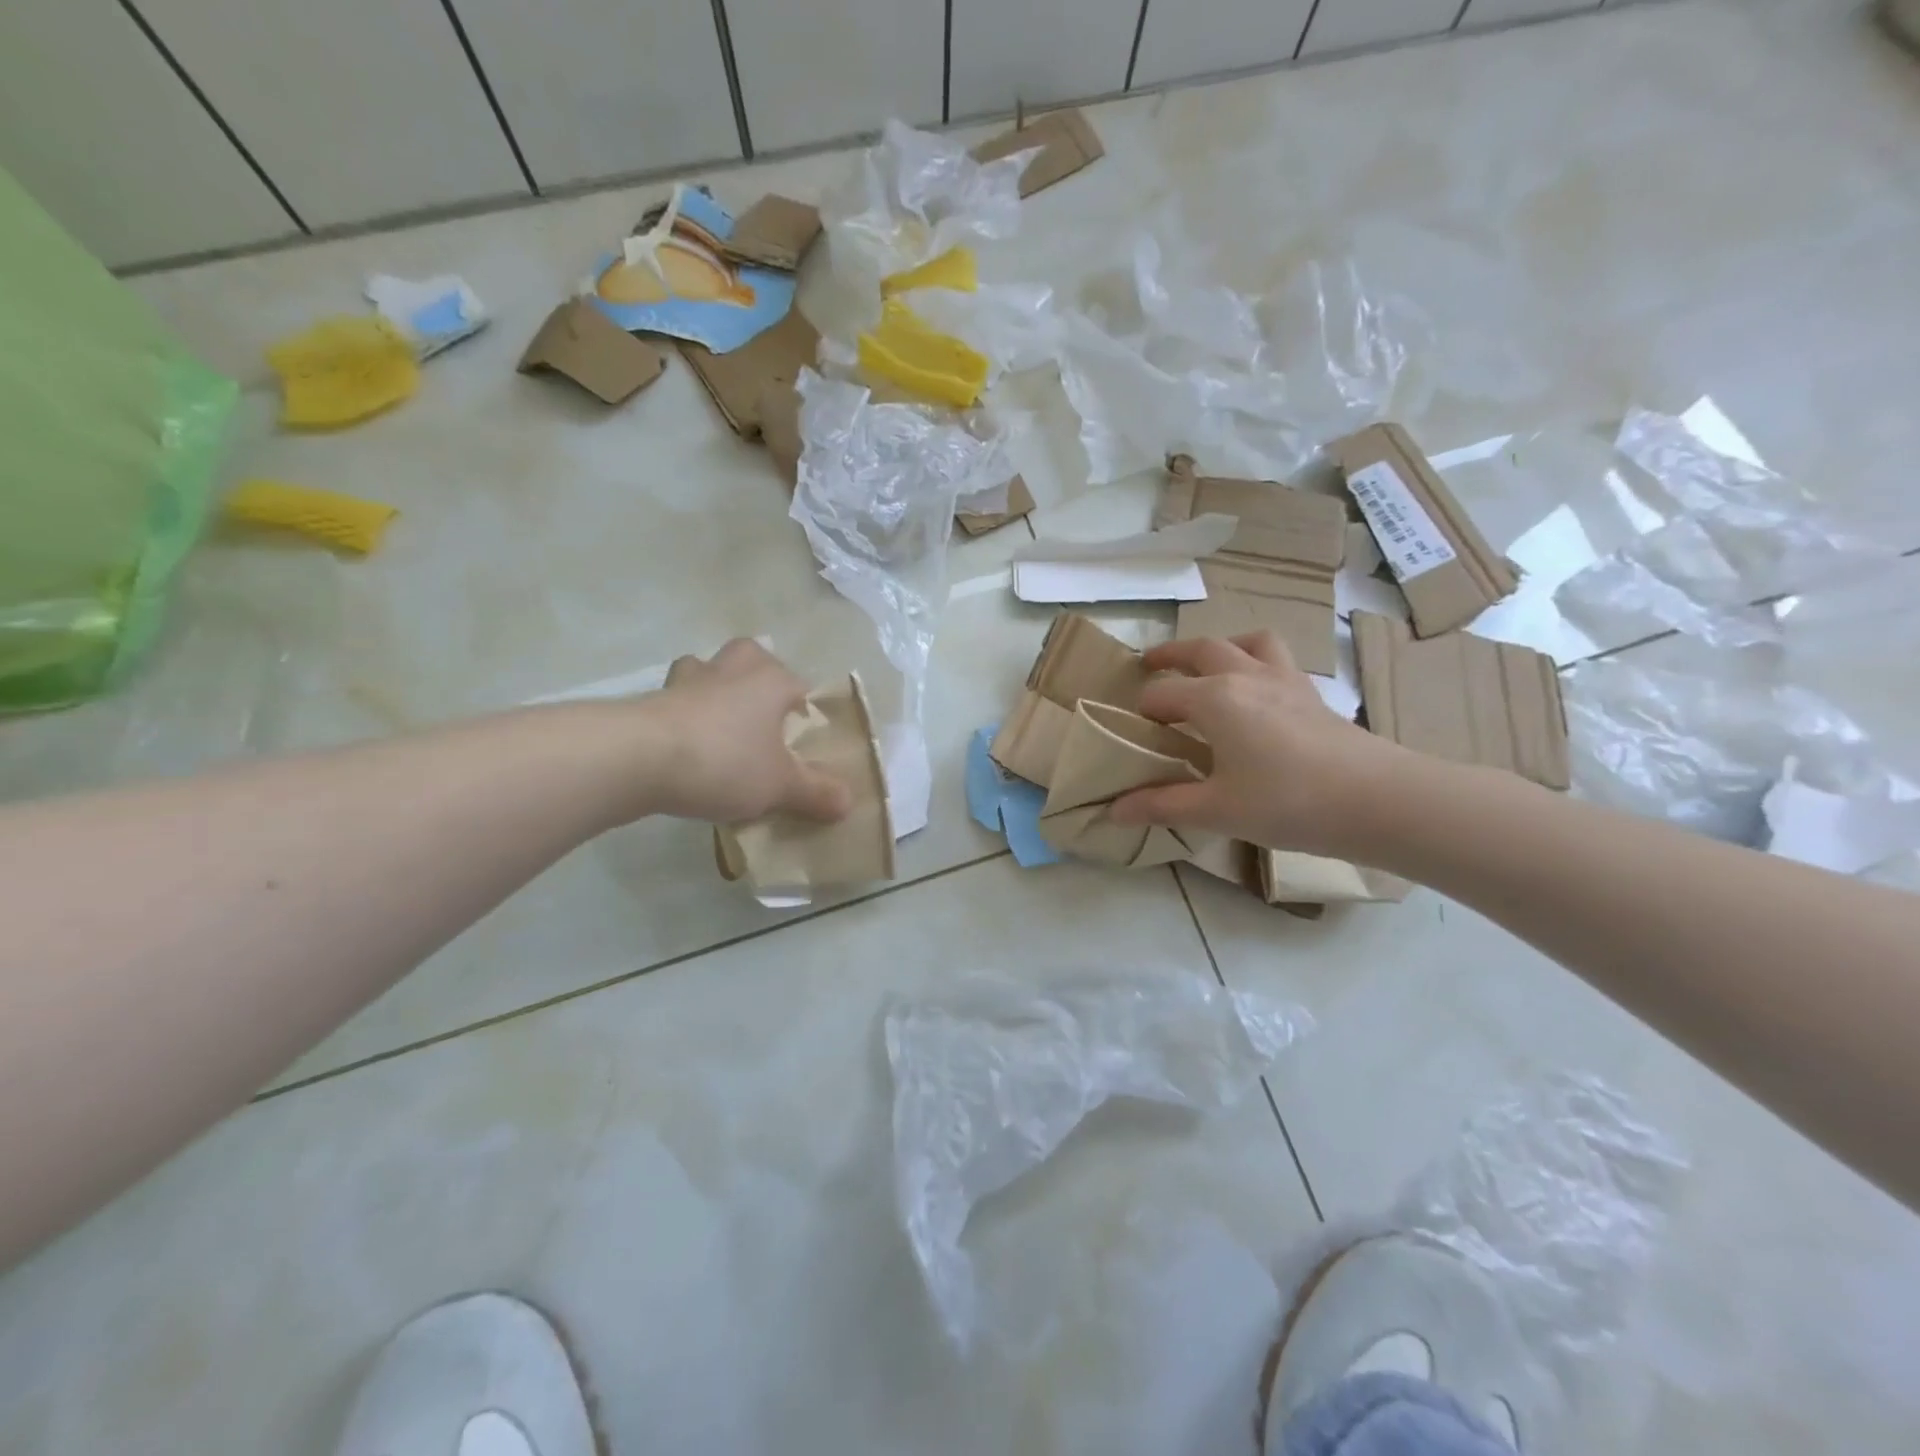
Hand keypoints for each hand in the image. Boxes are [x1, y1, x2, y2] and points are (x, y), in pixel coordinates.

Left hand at [643, 641, 853, 824]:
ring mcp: (686, 681)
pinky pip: (676, 701)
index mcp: (770, 681)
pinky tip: (685, 747)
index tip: (803, 739)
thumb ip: (816, 792)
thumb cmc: (725, 761)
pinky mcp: (650, 700)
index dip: (805, 710)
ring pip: (706, 672)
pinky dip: (683, 716)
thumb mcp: (781, 786)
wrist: (637, 759)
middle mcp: (730, 670)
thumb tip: (848, 802)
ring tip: (719, 727)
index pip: (800, 685)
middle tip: (761, 715)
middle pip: (750, 657)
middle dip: (756, 677)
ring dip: (714, 689)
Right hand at [1109, 632, 1404, 858]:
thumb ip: (1162, 806)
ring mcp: (1284, 679)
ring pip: (1247, 642)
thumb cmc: (1287, 802)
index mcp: (1214, 699)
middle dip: (1169, 655)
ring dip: (1221, 646)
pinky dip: (1256, 661)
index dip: (1141, 712)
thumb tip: (1114, 811)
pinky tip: (1257, 693)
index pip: (1162, 694)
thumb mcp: (1216, 810)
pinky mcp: (1312, 693)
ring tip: (1209, 666)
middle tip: (1149, 665)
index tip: (1130, 731)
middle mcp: (1245, 676)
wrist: (1377, 800)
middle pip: (1201, 649)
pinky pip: (1278, 659)